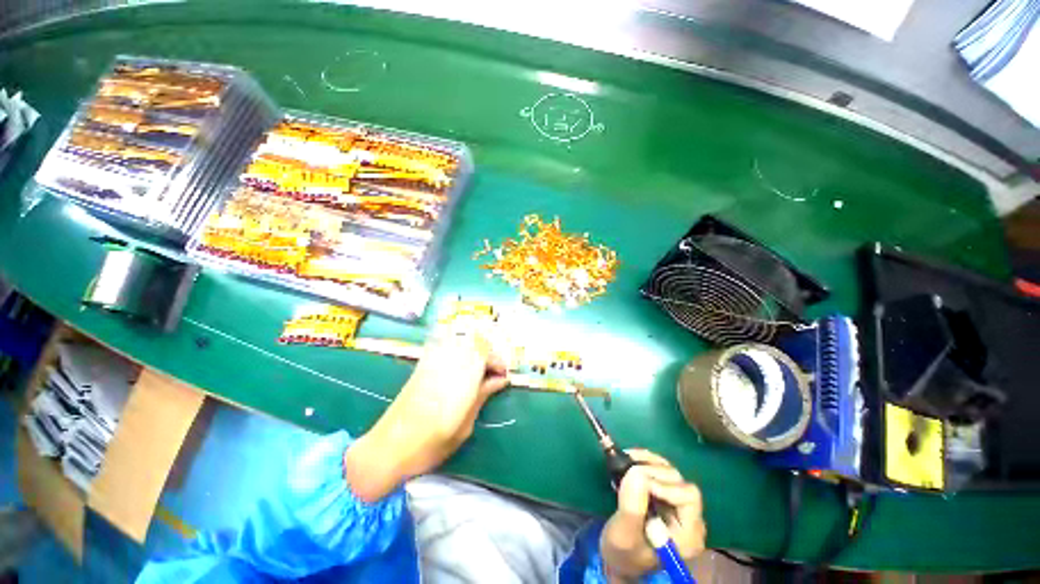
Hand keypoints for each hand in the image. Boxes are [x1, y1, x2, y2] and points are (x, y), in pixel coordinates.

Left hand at [346, 326, 508, 501]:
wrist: (388, 448)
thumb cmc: (431, 444)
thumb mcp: (465, 425)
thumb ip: (483, 395)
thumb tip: (501, 380)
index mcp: (461, 376)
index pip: (486, 352)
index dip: (498, 362)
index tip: (503, 376)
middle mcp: (448, 361)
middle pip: (475, 343)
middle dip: (489, 356)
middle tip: (493, 376)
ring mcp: (433, 360)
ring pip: (462, 342)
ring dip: (475, 353)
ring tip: (479, 373)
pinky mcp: (423, 364)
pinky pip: (447, 347)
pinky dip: (459, 353)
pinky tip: (460, 369)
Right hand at [600, 450, 705, 582]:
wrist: (618, 557)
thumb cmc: (623, 553)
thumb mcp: (624, 534)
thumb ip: (633, 507)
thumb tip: (636, 473)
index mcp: (688, 535)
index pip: (687, 497)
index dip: (664, 485)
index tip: (635, 480)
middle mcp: (690, 519)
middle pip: (679, 482)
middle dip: (653, 471)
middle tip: (627, 468)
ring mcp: (678, 505)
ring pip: (670, 471)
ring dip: (648, 461)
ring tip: (626, 458)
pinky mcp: (666, 495)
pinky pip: (661, 469)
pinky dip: (646, 460)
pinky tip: (630, 457)